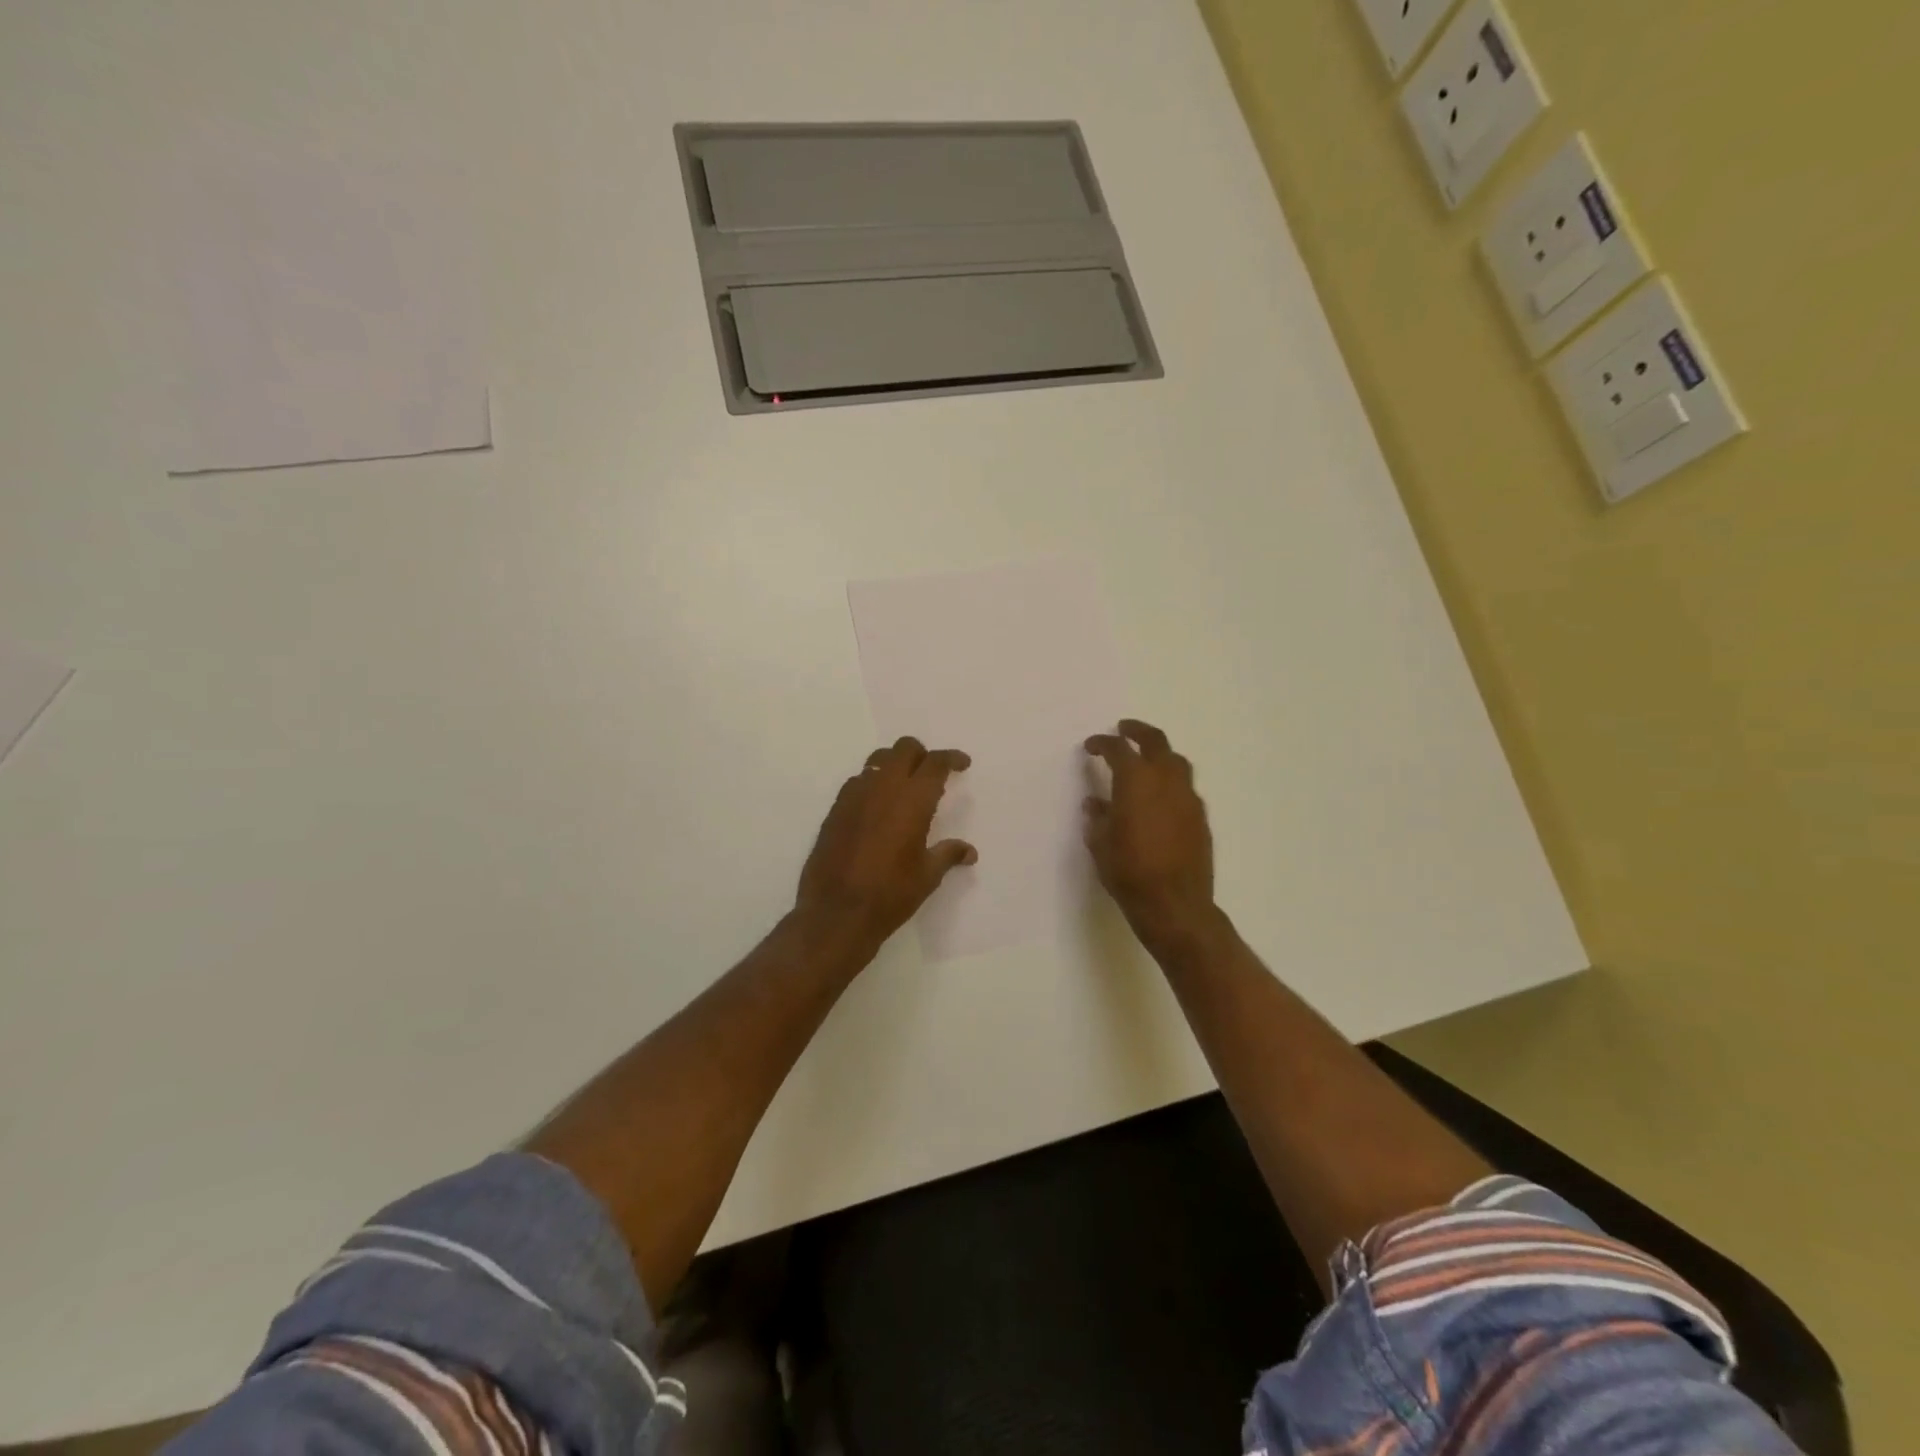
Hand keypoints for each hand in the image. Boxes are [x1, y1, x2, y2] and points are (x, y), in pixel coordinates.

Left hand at [795, 736, 976, 954]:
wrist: (836, 912)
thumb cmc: (890, 894)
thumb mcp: (927, 876)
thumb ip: (948, 855)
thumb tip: (969, 851)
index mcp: (913, 799)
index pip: (935, 763)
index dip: (951, 758)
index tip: (962, 764)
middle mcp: (883, 787)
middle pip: (904, 749)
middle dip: (922, 755)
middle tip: (932, 773)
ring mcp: (855, 795)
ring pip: (878, 760)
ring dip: (895, 765)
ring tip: (904, 787)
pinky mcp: (835, 809)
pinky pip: (858, 781)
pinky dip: (873, 783)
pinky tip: (877, 807)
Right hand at [1084, 720, 1215, 945]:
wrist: (1175, 905)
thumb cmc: (1129, 873)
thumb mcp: (1100, 845)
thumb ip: (1098, 818)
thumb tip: (1095, 804)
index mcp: (1136, 782)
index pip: (1119, 750)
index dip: (1103, 743)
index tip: (1091, 746)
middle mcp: (1166, 781)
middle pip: (1156, 742)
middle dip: (1138, 731)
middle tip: (1124, 729)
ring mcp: (1188, 798)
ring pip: (1177, 762)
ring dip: (1159, 754)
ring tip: (1146, 760)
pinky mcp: (1201, 818)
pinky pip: (1185, 788)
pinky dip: (1171, 782)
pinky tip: (1161, 797)